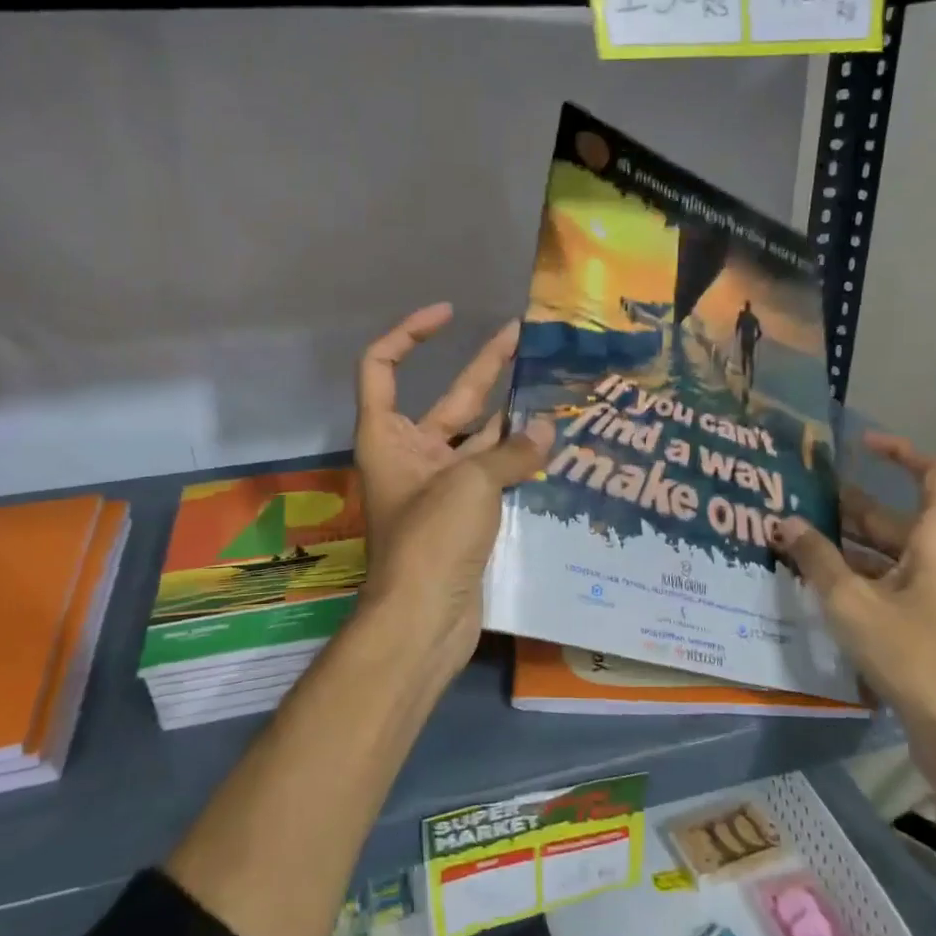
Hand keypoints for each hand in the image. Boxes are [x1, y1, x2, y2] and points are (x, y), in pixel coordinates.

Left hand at [353, 304, 554, 684]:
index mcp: (387, 436)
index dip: (410, 333)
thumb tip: (550, 429)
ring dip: (511, 414)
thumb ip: (513, 452)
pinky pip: (493, 473)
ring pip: (478, 437)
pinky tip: (553, 442)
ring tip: (552, 385)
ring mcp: (439, 486)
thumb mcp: (469, 483)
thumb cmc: (430, 539)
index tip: (447, 315)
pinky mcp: (464, 514)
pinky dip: (519, 458)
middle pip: (448, 398)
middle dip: (484, 367)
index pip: (382, 366)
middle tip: (523, 336)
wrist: (423, 620)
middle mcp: (410, 454)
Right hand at [772, 432, 935, 842]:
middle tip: (796, 501)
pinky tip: (817, 589)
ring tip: (795, 542)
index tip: (860, 444)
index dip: (901, 454)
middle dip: (846, 509)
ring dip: (845, 548)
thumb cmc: (912, 656)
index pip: (932, 478)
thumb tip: (785, 522)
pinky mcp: (929, 628)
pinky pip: (889, 587)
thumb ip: (816, 559)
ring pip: (888, 557)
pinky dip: (856, 580)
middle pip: (895, 521)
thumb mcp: (852, 603)